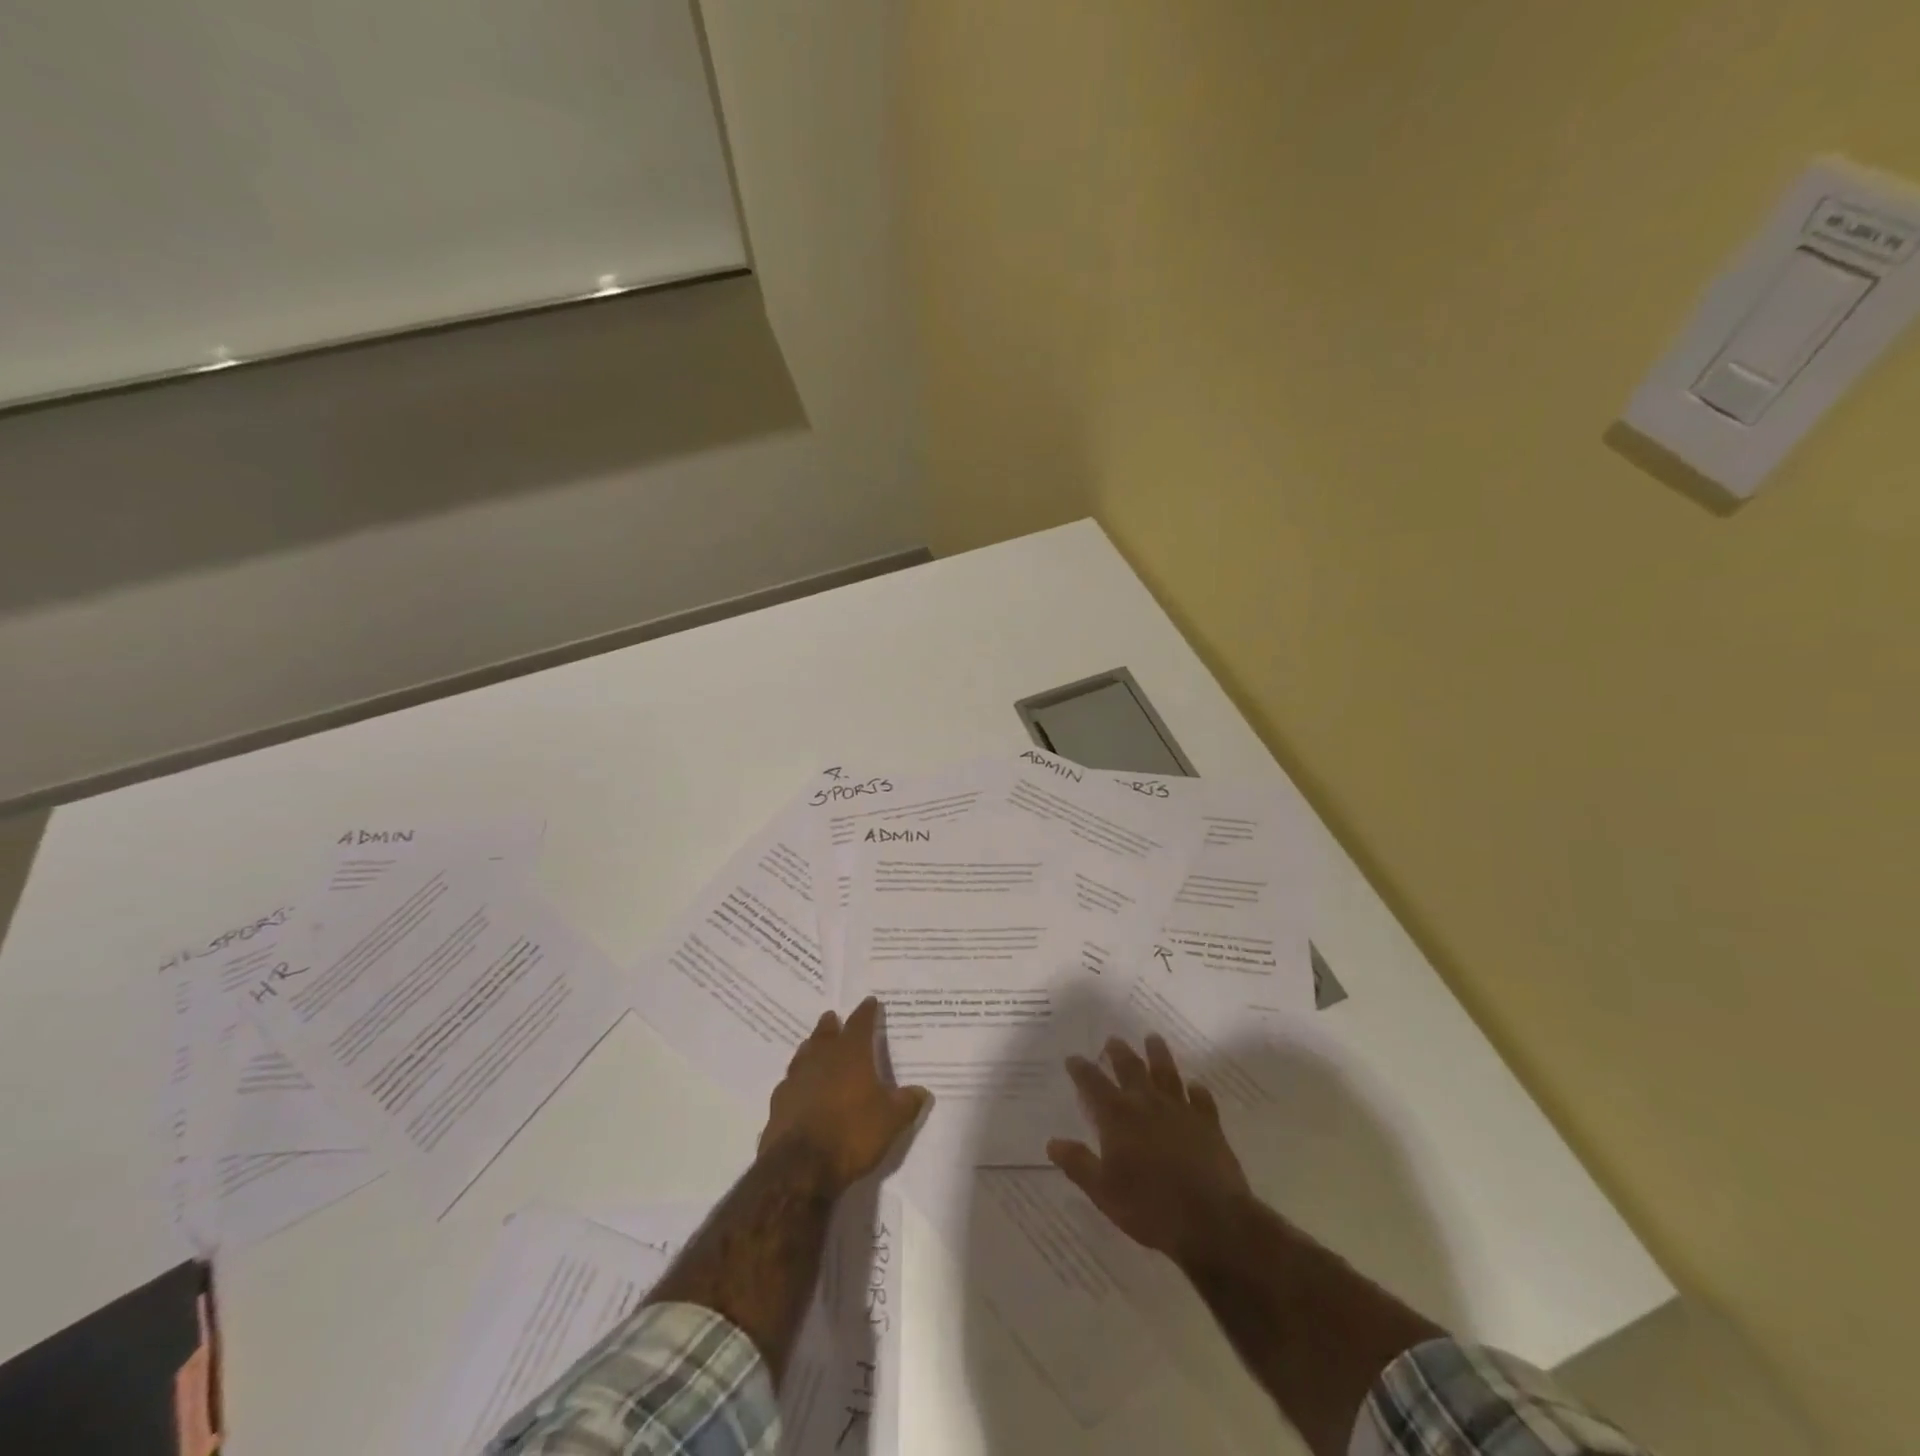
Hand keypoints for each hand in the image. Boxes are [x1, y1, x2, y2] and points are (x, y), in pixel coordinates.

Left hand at [760, 997, 930, 1189]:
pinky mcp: (778, 1103)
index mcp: (851, 1055)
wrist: (799, 1166)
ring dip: (811, 1047)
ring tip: (814, 1044)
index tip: (870, 1001)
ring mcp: (796, 1079)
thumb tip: (922, 1091)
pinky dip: (797, 1079)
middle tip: (832, 1016)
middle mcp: (821, 1059)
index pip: (860, 1024)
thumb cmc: (852, 1133)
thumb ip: (906, 1103)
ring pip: (804, 1054)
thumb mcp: (890, 1121)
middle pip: (826, 1034)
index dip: (866, 1012)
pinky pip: (790, 1083)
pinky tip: (799, 1087)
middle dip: (831, 1024)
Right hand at [1049, 1033, 1249, 1262]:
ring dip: (1158, 1054)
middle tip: (1112, 1040)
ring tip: (1152, 1038)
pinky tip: (1195, 1086)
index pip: (1093, 1084)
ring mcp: (1180, 1110)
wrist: (1211, 1220)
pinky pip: (1201, 1099)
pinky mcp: (1208, 1123)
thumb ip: (1078, 1164)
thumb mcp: (1104, 1192)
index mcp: (1118, 1117)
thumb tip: (1052, 1142)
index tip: (1073, 1058)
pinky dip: (1197, 1090)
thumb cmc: (1150, 1208)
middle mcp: (1147, 1103)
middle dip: (1118, 1053)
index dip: (1081, 1070)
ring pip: (1167, 1073)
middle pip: (1130, 1068)